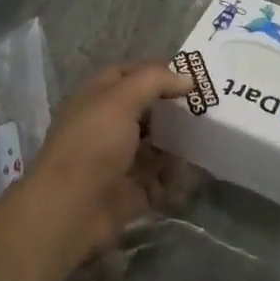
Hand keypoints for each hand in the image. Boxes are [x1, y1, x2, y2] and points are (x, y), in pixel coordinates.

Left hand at [25, 61, 192, 255]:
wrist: (71, 209)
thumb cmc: (93, 144)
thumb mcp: (121, 99)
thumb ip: (155, 81)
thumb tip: (187, 78)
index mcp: (96, 98)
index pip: (126, 74)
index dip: (155, 71)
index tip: (189, 75)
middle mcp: (105, 126)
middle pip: (144, 110)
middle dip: (172, 107)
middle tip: (206, 103)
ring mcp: (118, 160)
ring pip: (154, 144)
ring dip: (177, 141)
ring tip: (208, 133)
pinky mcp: (130, 190)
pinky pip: (159, 179)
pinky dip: (176, 175)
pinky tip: (198, 167)